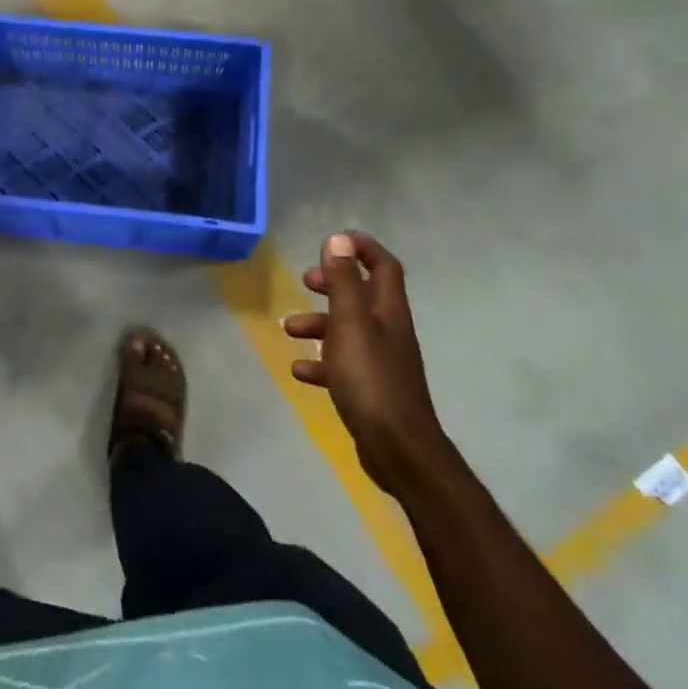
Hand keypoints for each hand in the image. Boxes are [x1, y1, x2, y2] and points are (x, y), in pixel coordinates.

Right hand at [283, 232, 449, 495]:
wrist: (398, 449)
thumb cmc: (370, 378)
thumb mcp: (350, 323)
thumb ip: (343, 281)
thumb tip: (339, 238)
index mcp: (388, 310)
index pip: (383, 266)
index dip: (362, 248)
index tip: (333, 241)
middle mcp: (388, 330)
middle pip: (363, 295)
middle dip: (334, 283)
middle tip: (306, 280)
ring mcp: (381, 361)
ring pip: (348, 330)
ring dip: (319, 324)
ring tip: (289, 329)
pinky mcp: (371, 389)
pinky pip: (342, 365)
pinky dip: (320, 362)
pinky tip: (299, 370)